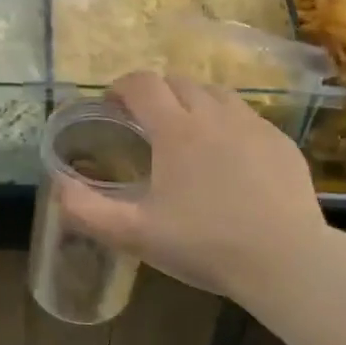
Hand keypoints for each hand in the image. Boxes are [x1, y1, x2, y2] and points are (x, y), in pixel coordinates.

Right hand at [57, 71, 325, 304]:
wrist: (287, 262)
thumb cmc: (205, 244)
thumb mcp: (136, 234)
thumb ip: (88, 210)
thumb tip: (57, 185)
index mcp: (176, 130)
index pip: (142, 84)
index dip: (121, 87)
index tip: (112, 105)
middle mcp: (214, 115)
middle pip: (178, 82)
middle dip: (156, 94)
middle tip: (145, 122)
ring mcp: (253, 126)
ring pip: (216, 94)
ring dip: (193, 102)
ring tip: (186, 132)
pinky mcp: (281, 143)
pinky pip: (247, 117)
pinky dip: (227, 123)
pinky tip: (227, 156)